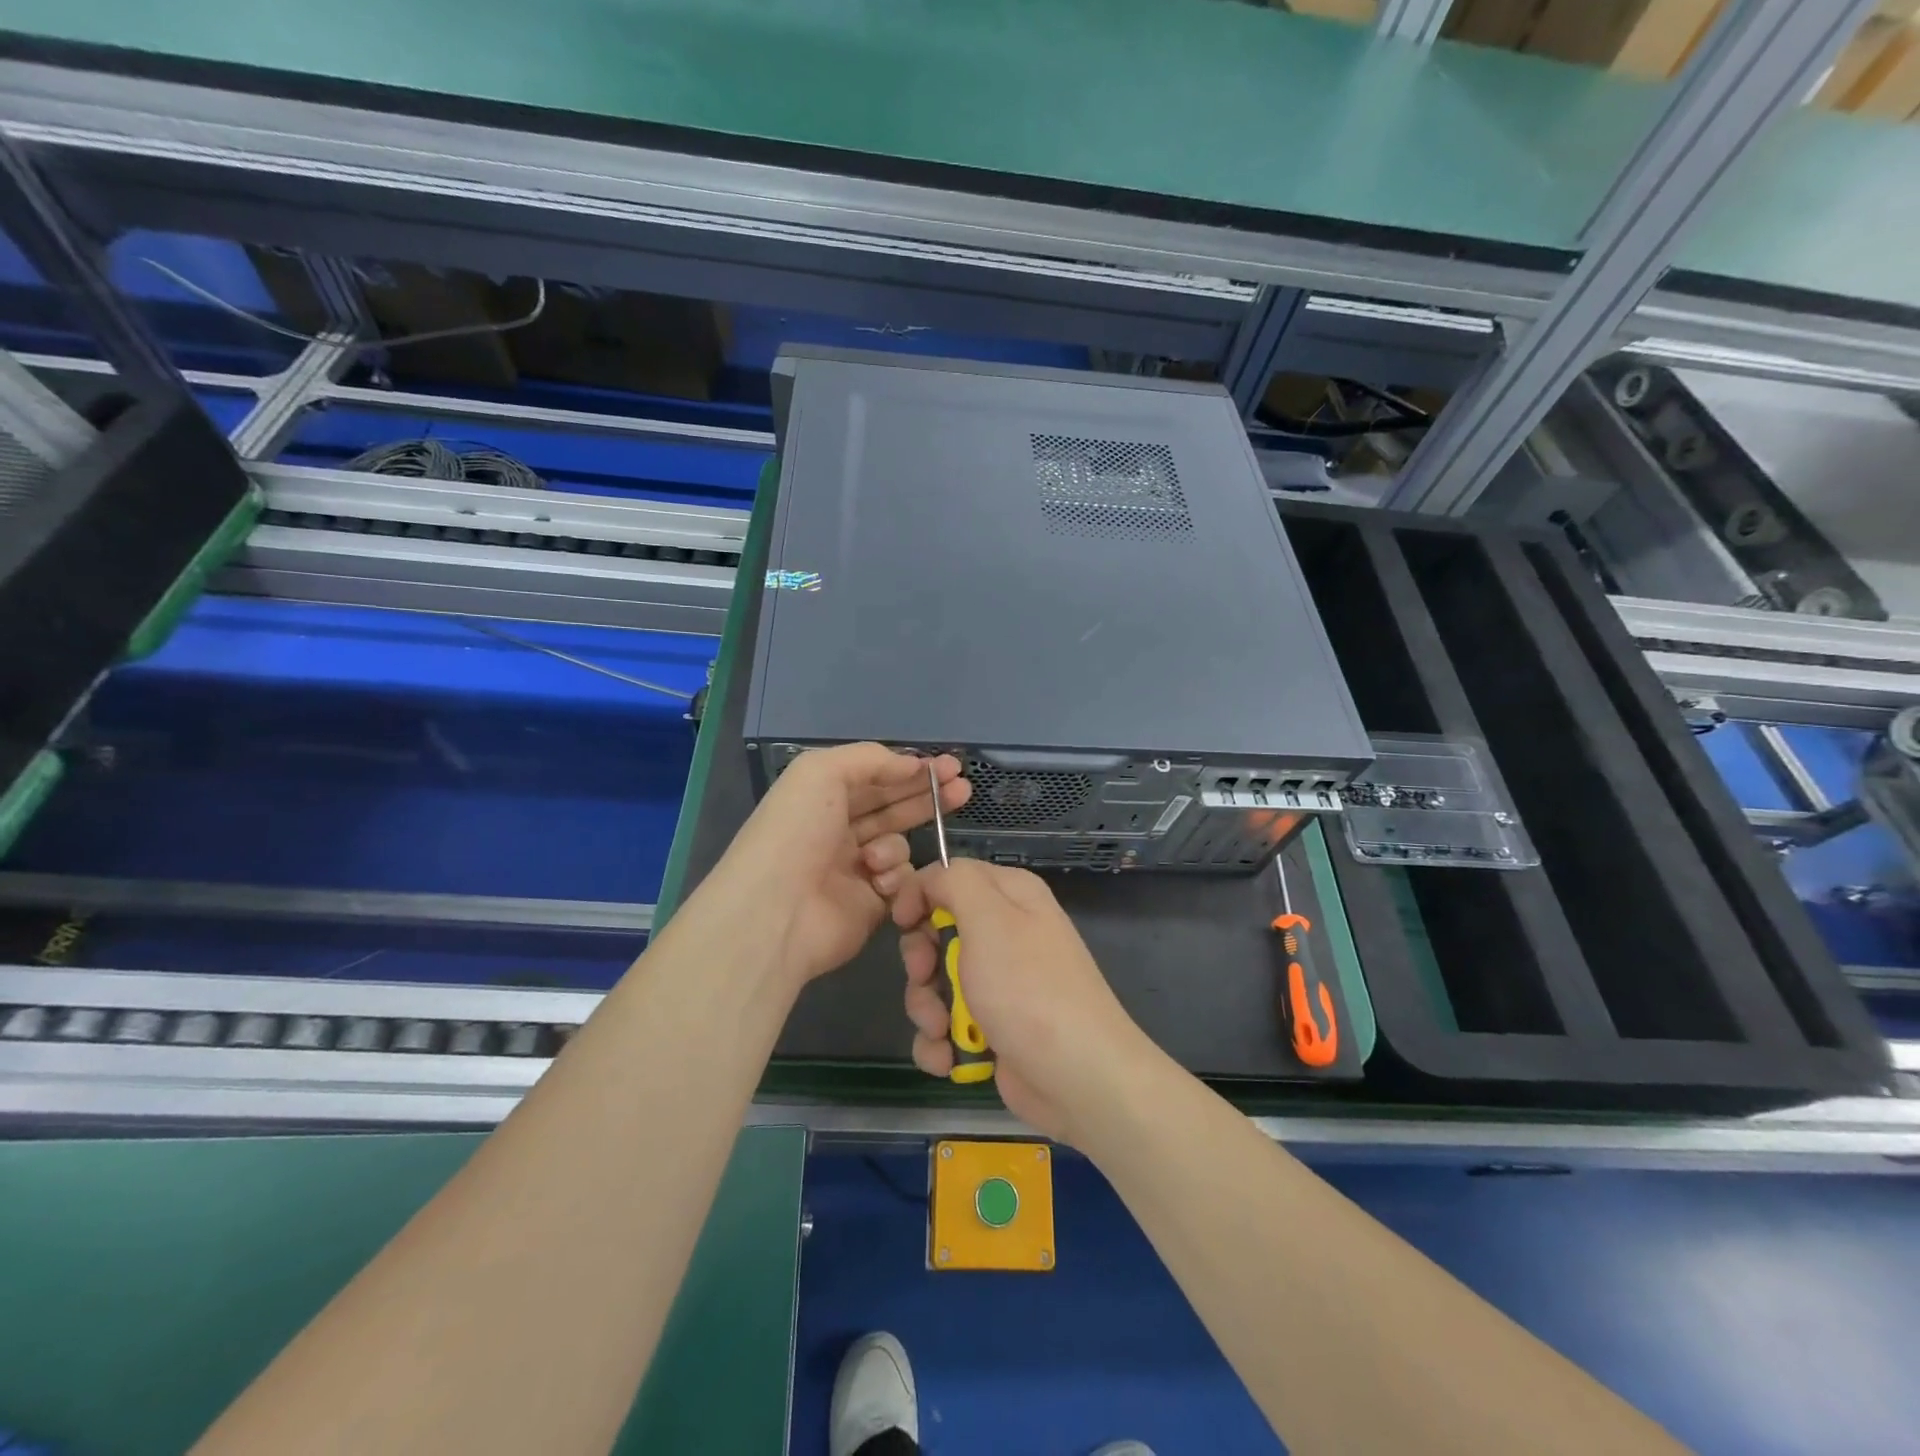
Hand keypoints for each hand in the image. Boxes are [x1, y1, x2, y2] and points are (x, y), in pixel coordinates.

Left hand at [707, 743, 968, 990]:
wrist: (776, 911)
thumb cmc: (795, 832)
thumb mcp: (822, 772)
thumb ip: (870, 759)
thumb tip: (912, 764)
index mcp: (822, 798)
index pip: (876, 777)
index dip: (912, 770)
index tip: (950, 766)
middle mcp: (838, 830)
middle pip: (893, 807)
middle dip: (927, 797)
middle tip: (963, 788)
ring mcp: (855, 869)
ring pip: (899, 845)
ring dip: (895, 846)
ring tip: (875, 858)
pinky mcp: (871, 905)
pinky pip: (901, 881)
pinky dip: (894, 878)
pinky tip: (877, 882)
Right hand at [889, 859, 1158, 1145]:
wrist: (1077, 1076)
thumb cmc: (1028, 988)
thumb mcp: (990, 918)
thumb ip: (954, 882)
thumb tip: (928, 882)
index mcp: (1010, 896)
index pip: (949, 877)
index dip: (919, 896)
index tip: (904, 923)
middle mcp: (1005, 933)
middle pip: (935, 932)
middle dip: (921, 961)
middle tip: (926, 978)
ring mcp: (998, 984)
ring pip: (934, 983)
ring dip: (927, 1009)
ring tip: (943, 1031)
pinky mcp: (991, 1028)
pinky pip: (945, 1025)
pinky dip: (940, 1043)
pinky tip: (949, 1058)